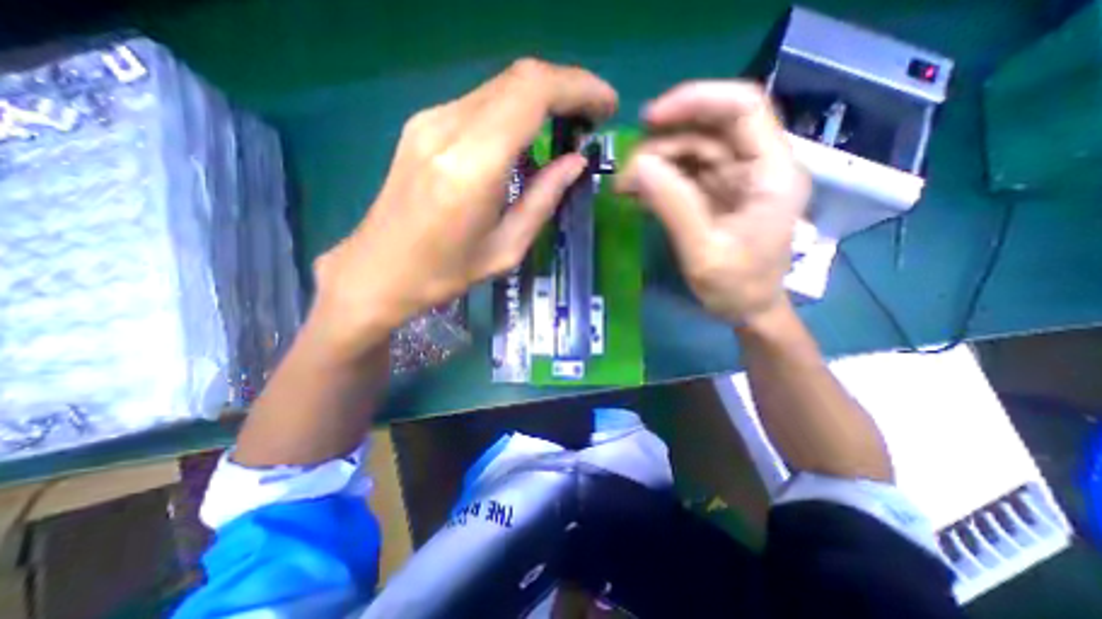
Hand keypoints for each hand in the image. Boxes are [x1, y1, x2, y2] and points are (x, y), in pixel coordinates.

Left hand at [315, 58, 614, 355]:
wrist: (378, 271)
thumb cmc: (445, 273)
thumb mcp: (506, 249)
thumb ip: (543, 199)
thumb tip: (575, 162)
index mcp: (472, 166)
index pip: (533, 93)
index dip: (579, 88)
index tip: (606, 106)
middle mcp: (447, 128)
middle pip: (519, 78)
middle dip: (566, 88)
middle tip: (592, 118)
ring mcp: (430, 121)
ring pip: (500, 86)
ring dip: (541, 98)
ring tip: (567, 126)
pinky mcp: (422, 125)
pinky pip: (481, 103)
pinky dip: (515, 110)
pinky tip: (527, 138)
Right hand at [620, 80, 805, 329]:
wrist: (747, 310)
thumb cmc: (737, 288)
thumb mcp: (703, 252)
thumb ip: (674, 206)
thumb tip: (638, 166)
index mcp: (771, 173)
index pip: (742, 108)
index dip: (696, 100)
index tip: (650, 119)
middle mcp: (757, 166)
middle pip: (709, 129)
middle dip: (663, 142)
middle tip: (626, 171)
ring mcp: (735, 180)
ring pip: (692, 150)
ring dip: (655, 162)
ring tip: (624, 187)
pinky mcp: (715, 194)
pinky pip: (684, 173)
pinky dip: (658, 179)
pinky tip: (636, 193)